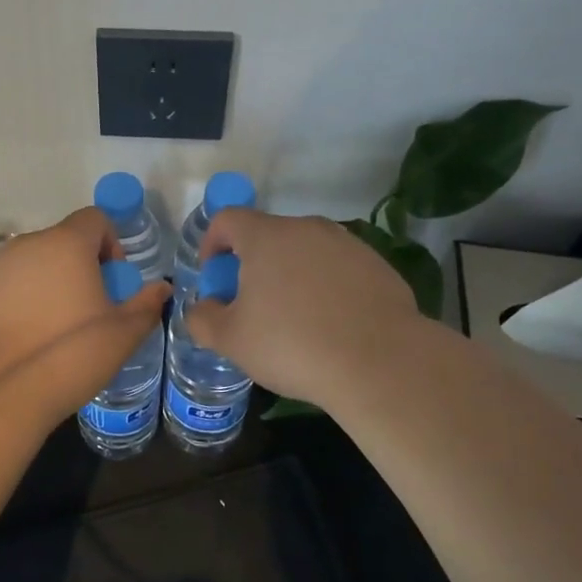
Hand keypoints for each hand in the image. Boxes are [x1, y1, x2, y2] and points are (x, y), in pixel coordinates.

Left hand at [0, 207, 169, 416]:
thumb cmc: (70, 354)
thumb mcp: (122, 335)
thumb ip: (145, 305)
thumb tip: (160, 289)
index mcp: (66, 244)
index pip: (94, 218)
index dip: (110, 244)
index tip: (112, 282)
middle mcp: (26, 245)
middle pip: (60, 242)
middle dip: (78, 267)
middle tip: (87, 310)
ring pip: (30, 264)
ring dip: (46, 283)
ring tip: (52, 328)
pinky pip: (3, 287)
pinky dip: (16, 301)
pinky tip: (21, 339)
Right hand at [186, 209, 419, 409]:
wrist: (379, 363)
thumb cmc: (292, 344)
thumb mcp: (231, 340)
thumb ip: (203, 318)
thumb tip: (203, 307)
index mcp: (266, 236)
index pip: (227, 219)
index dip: (211, 242)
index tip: (213, 275)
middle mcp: (307, 228)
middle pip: (268, 235)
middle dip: (252, 263)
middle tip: (250, 304)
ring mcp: (347, 244)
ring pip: (305, 251)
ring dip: (291, 274)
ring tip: (293, 317)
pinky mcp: (377, 265)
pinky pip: (338, 269)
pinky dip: (325, 287)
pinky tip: (331, 325)